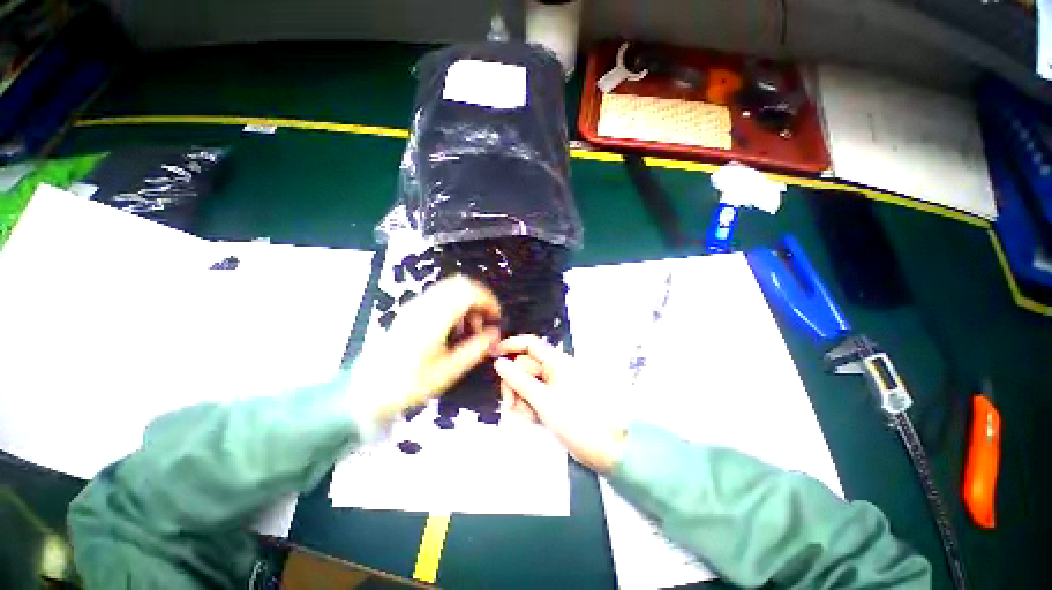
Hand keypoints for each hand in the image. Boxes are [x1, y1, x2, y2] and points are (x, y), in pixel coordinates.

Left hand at [353, 276, 500, 423]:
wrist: (366, 390)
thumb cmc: (408, 383)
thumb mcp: (447, 371)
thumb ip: (475, 349)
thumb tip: (494, 334)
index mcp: (435, 318)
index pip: (468, 292)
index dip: (488, 300)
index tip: (496, 317)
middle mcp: (425, 305)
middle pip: (460, 284)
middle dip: (479, 298)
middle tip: (484, 321)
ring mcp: (415, 305)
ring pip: (450, 288)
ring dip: (467, 301)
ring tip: (469, 328)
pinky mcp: (410, 310)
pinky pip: (440, 296)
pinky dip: (454, 304)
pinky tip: (453, 328)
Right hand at [494, 335, 627, 473]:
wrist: (606, 448)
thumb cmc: (577, 419)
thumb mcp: (543, 400)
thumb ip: (519, 380)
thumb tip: (499, 363)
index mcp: (556, 362)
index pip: (529, 344)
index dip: (510, 346)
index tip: (492, 356)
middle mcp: (554, 370)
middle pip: (524, 366)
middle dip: (514, 383)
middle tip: (511, 404)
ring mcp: (555, 386)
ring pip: (527, 384)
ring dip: (520, 398)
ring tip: (526, 416)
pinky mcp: (555, 401)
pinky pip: (534, 397)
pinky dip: (529, 406)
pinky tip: (532, 420)